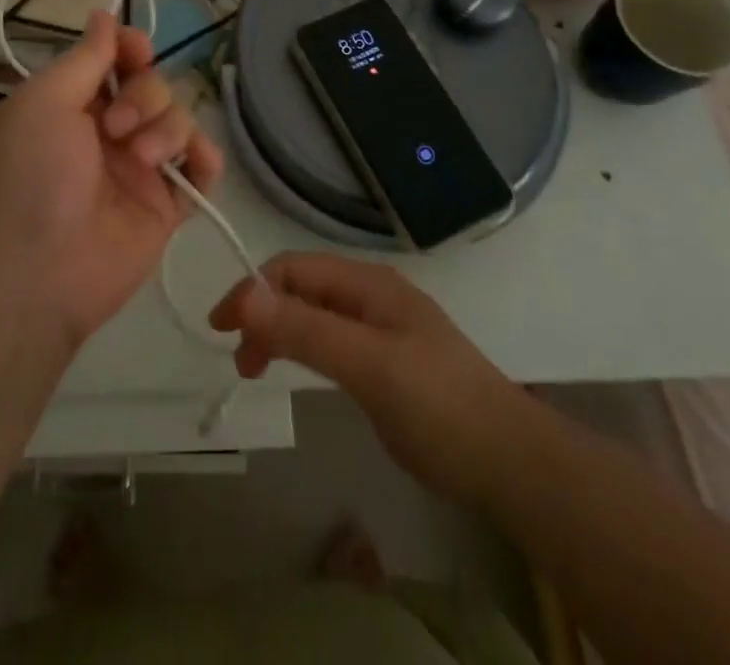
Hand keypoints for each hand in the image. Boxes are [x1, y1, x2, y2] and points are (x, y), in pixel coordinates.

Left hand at [0, 10, 222, 349]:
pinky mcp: (164, 206)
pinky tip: (192, 164)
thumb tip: (103, 14)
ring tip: (140, 159)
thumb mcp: (44, 101)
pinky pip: (201, 168)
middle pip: (153, 86)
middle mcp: (106, 132)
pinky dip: (204, 157)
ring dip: (167, 128)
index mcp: (72, 104)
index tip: (136, 51)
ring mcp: (137, 170)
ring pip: (178, 120)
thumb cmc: (27, 175)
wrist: (31, 277)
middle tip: (115, 127)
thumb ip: (85, 58)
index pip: (115, 61)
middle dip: (144, 95)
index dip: (130, 48)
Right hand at [209, 252, 529, 505]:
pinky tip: (295, 370)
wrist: (509, 460)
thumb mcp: (368, 364)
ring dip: (278, 331)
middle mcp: (370, 295)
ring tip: (254, 368)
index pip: (294, 268)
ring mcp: (381, 328)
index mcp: (367, 283)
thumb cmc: (437, 404)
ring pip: (313, 314)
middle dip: (262, 312)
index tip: (221, 328)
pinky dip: (301, 348)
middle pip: (301, 288)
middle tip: (238, 360)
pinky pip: (330, 339)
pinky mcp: (386, 361)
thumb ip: (306, 330)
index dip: (253, 290)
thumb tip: (242, 298)